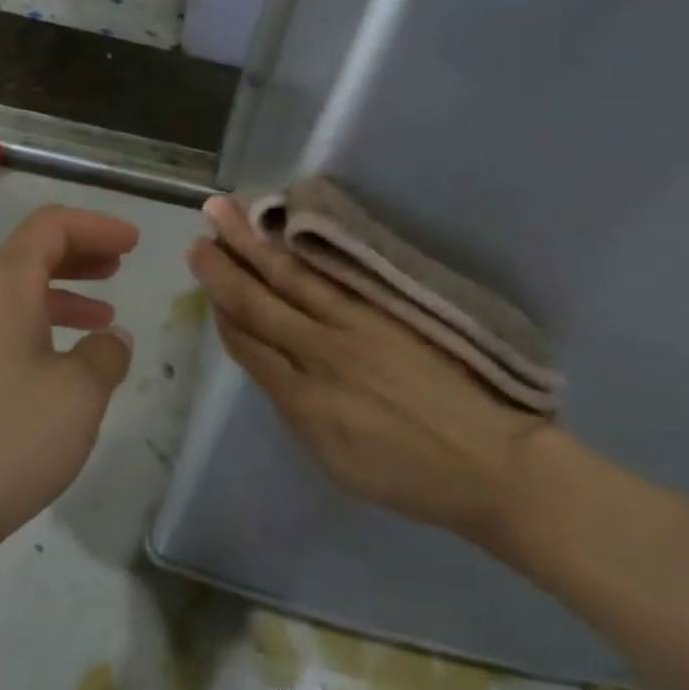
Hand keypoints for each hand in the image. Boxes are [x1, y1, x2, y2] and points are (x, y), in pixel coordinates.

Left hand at [0, 206, 138, 564]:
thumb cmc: (1, 442)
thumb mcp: (78, 396)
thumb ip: (106, 354)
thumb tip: (110, 339)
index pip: (49, 226)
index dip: (96, 226)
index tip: (133, 243)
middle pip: (27, 254)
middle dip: (79, 255)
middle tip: (120, 267)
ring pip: (11, 294)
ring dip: (60, 294)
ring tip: (101, 318)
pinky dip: (35, 327)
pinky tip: (59, 364)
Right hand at [187, 196, 551, 549]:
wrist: (490, 461)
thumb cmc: (410, 477)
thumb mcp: (337, 463)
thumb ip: (300, 413)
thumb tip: (277, 372)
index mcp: (304, 402)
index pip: (249, 345)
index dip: (223, 313)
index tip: (206, 286)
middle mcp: (322, 354)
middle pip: (260, 303)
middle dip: (224, 270)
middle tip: (198, 238)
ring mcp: (357, 325)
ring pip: (292, 278)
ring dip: (255, 243)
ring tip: (228, 212)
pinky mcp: (388, 308)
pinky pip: (335, 274)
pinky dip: (305, 250)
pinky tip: (288, 231)